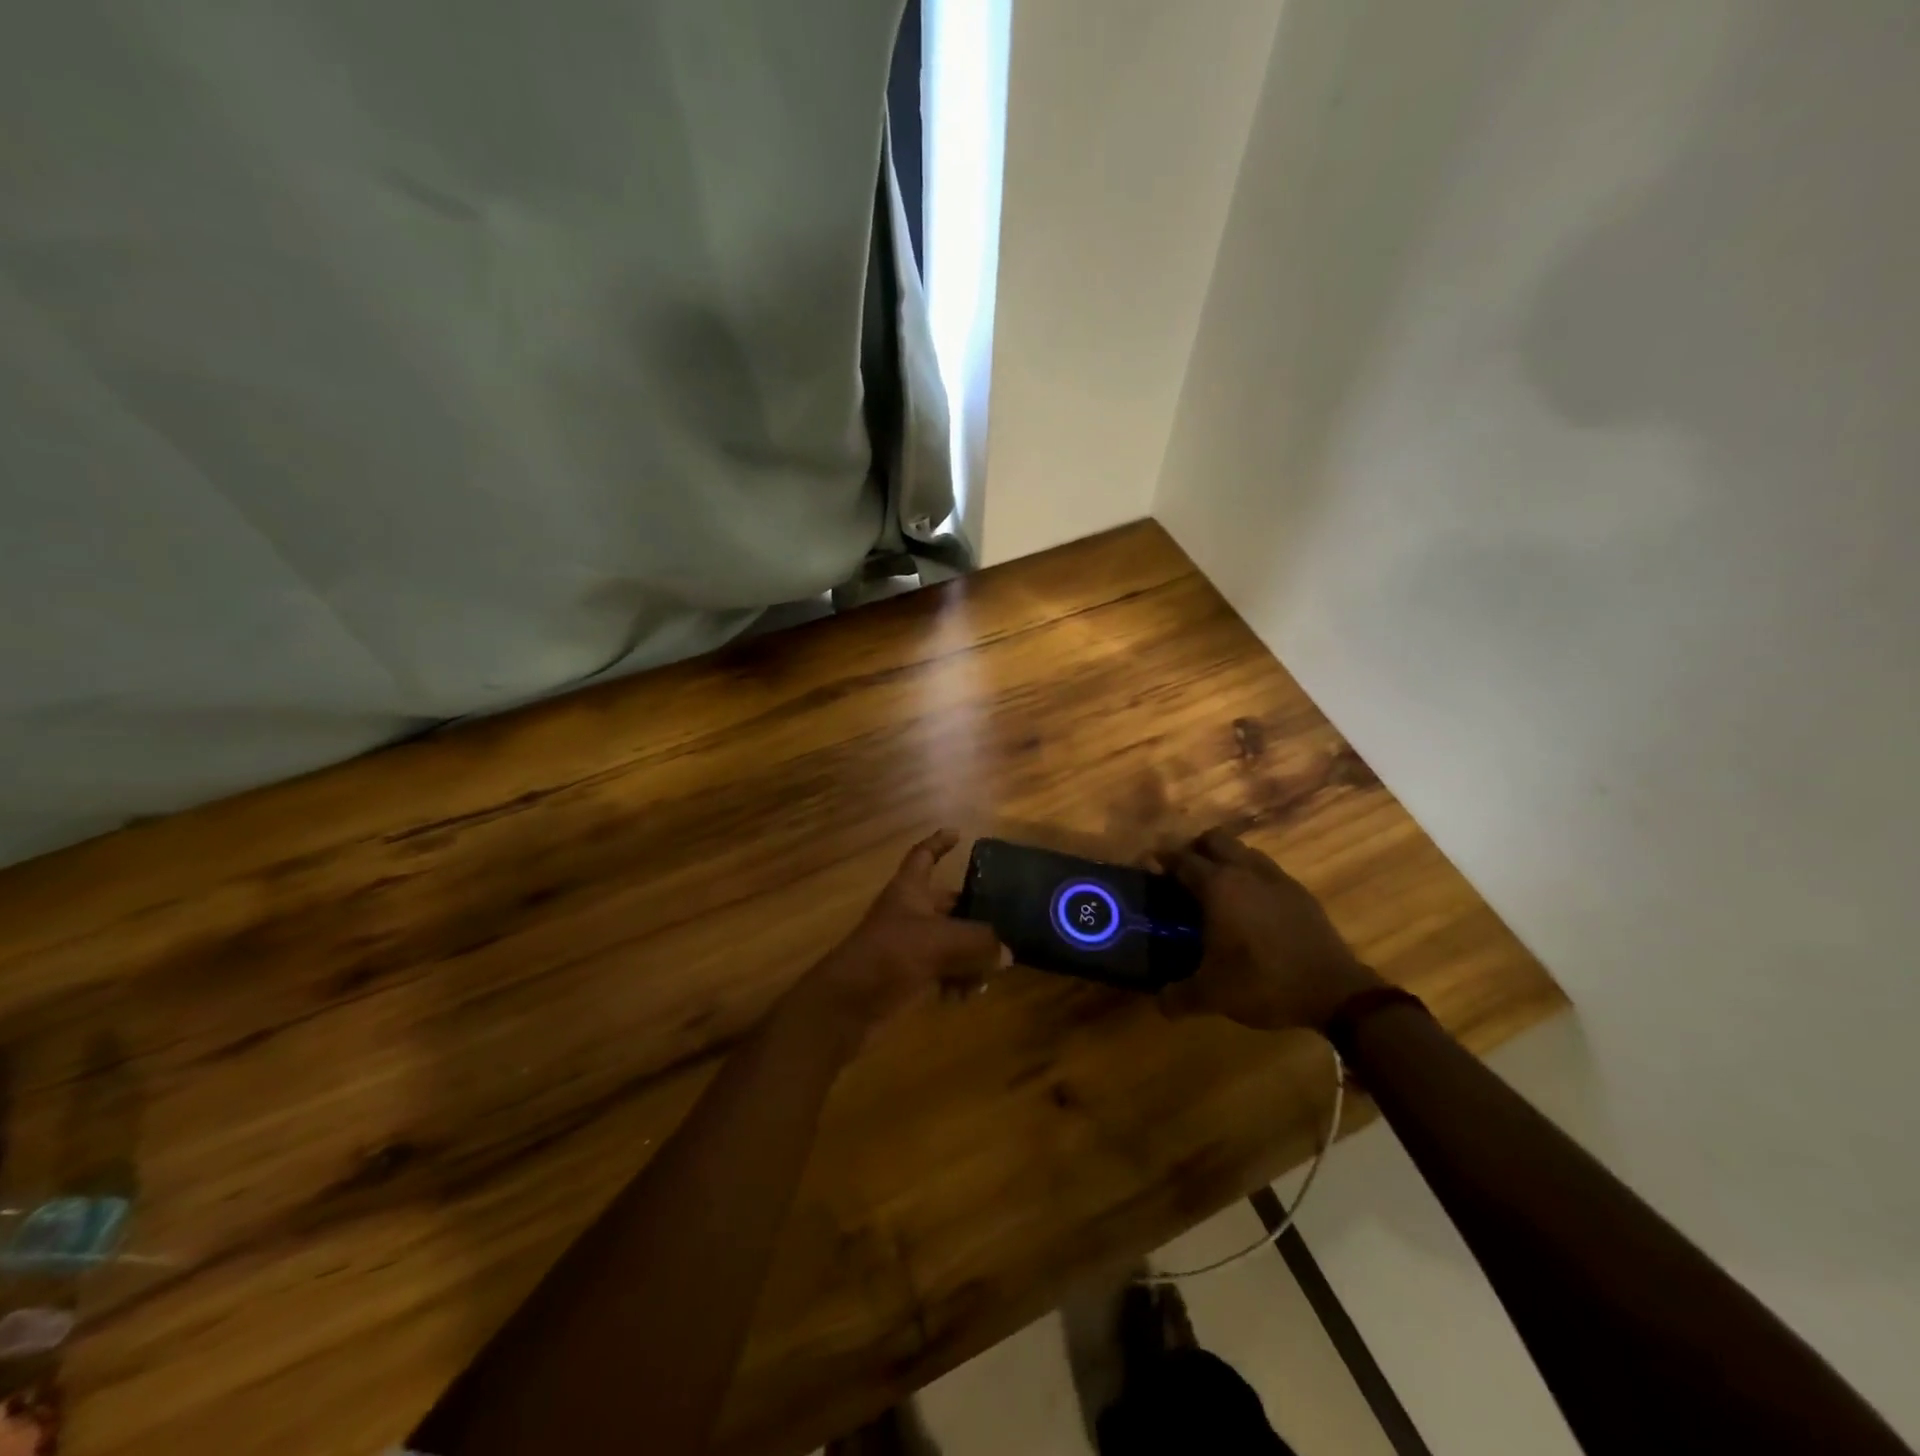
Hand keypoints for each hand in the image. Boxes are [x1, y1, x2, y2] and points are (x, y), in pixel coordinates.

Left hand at [783, 830, 1008, 1050]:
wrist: (849, 1004)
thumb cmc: (891, 955)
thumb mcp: (942, 942)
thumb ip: (980, 942)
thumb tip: (1006, 953)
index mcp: (909, 890)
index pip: (923, 856)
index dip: (939, 843)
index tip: (958, 833)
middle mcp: (910, 913)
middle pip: (948, 905)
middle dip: (974, 914)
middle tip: (1005, 921)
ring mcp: (909, 946)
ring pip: (951, 942)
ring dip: (971, 956)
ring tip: (990, 973)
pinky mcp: (910, 976)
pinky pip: (943, 972)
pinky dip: (956, 981)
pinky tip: (966, 996)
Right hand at [1156, 829, 1381, 1032]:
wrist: (1335, 991)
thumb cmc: (1263, 983)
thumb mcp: (1213, 995)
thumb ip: (1178, 996)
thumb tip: (1159, 1003)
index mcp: (1218, 886)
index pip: (1182, 859)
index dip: (1162, 860)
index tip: (1149, 867)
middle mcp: (1245, 871)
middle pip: (1214, 839)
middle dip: (1195, 849)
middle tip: (1183, 874)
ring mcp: (1277, 878)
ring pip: (1244, 851)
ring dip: (1226, 859)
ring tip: (1217, 888)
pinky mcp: (1300, 892)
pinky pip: (1267, 870)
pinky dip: (1252, 877)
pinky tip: (1251, 906)